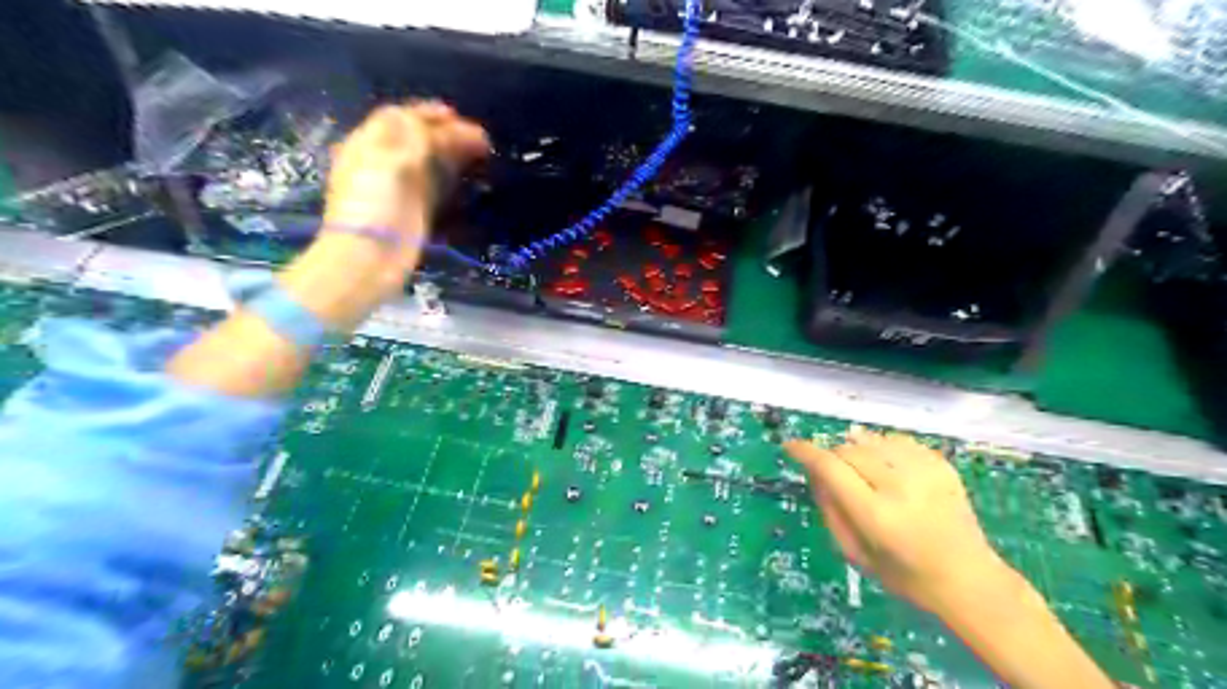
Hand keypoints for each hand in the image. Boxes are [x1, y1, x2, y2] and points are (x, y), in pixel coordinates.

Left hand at [324, 99, 491, 248]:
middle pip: (418, 140)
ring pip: (431, 164)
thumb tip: (433, 127)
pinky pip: (438, 190)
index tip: (456, 116)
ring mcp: (401, 190)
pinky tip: (470, 182)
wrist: (368, 259)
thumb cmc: (373, 206)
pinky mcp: (416, 213)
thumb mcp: (389, 162)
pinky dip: (454, 181)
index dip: (426, 114)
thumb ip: (412, 139)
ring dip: (455, 156)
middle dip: (448, 135)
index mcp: (369, 146)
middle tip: (480, 140)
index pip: (397, 118)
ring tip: (482, 155)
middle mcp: (384, 164)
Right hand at [790, 427, 1012, 615]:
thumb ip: (830, 509)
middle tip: (835, 475)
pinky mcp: (940, 464)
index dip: (806, 452)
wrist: (969, 579)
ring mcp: (924, 471)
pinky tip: (886, 467)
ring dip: (856, 450)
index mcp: (877, 515)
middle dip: (833, 457)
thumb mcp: (854, 553)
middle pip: (848, 449)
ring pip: (870, 439)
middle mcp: (901, 486)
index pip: (830, 467)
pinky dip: (882, 447)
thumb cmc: (905, 575)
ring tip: (861, 471)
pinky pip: (896, 440)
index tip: (790, 446)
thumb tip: (814, 472)